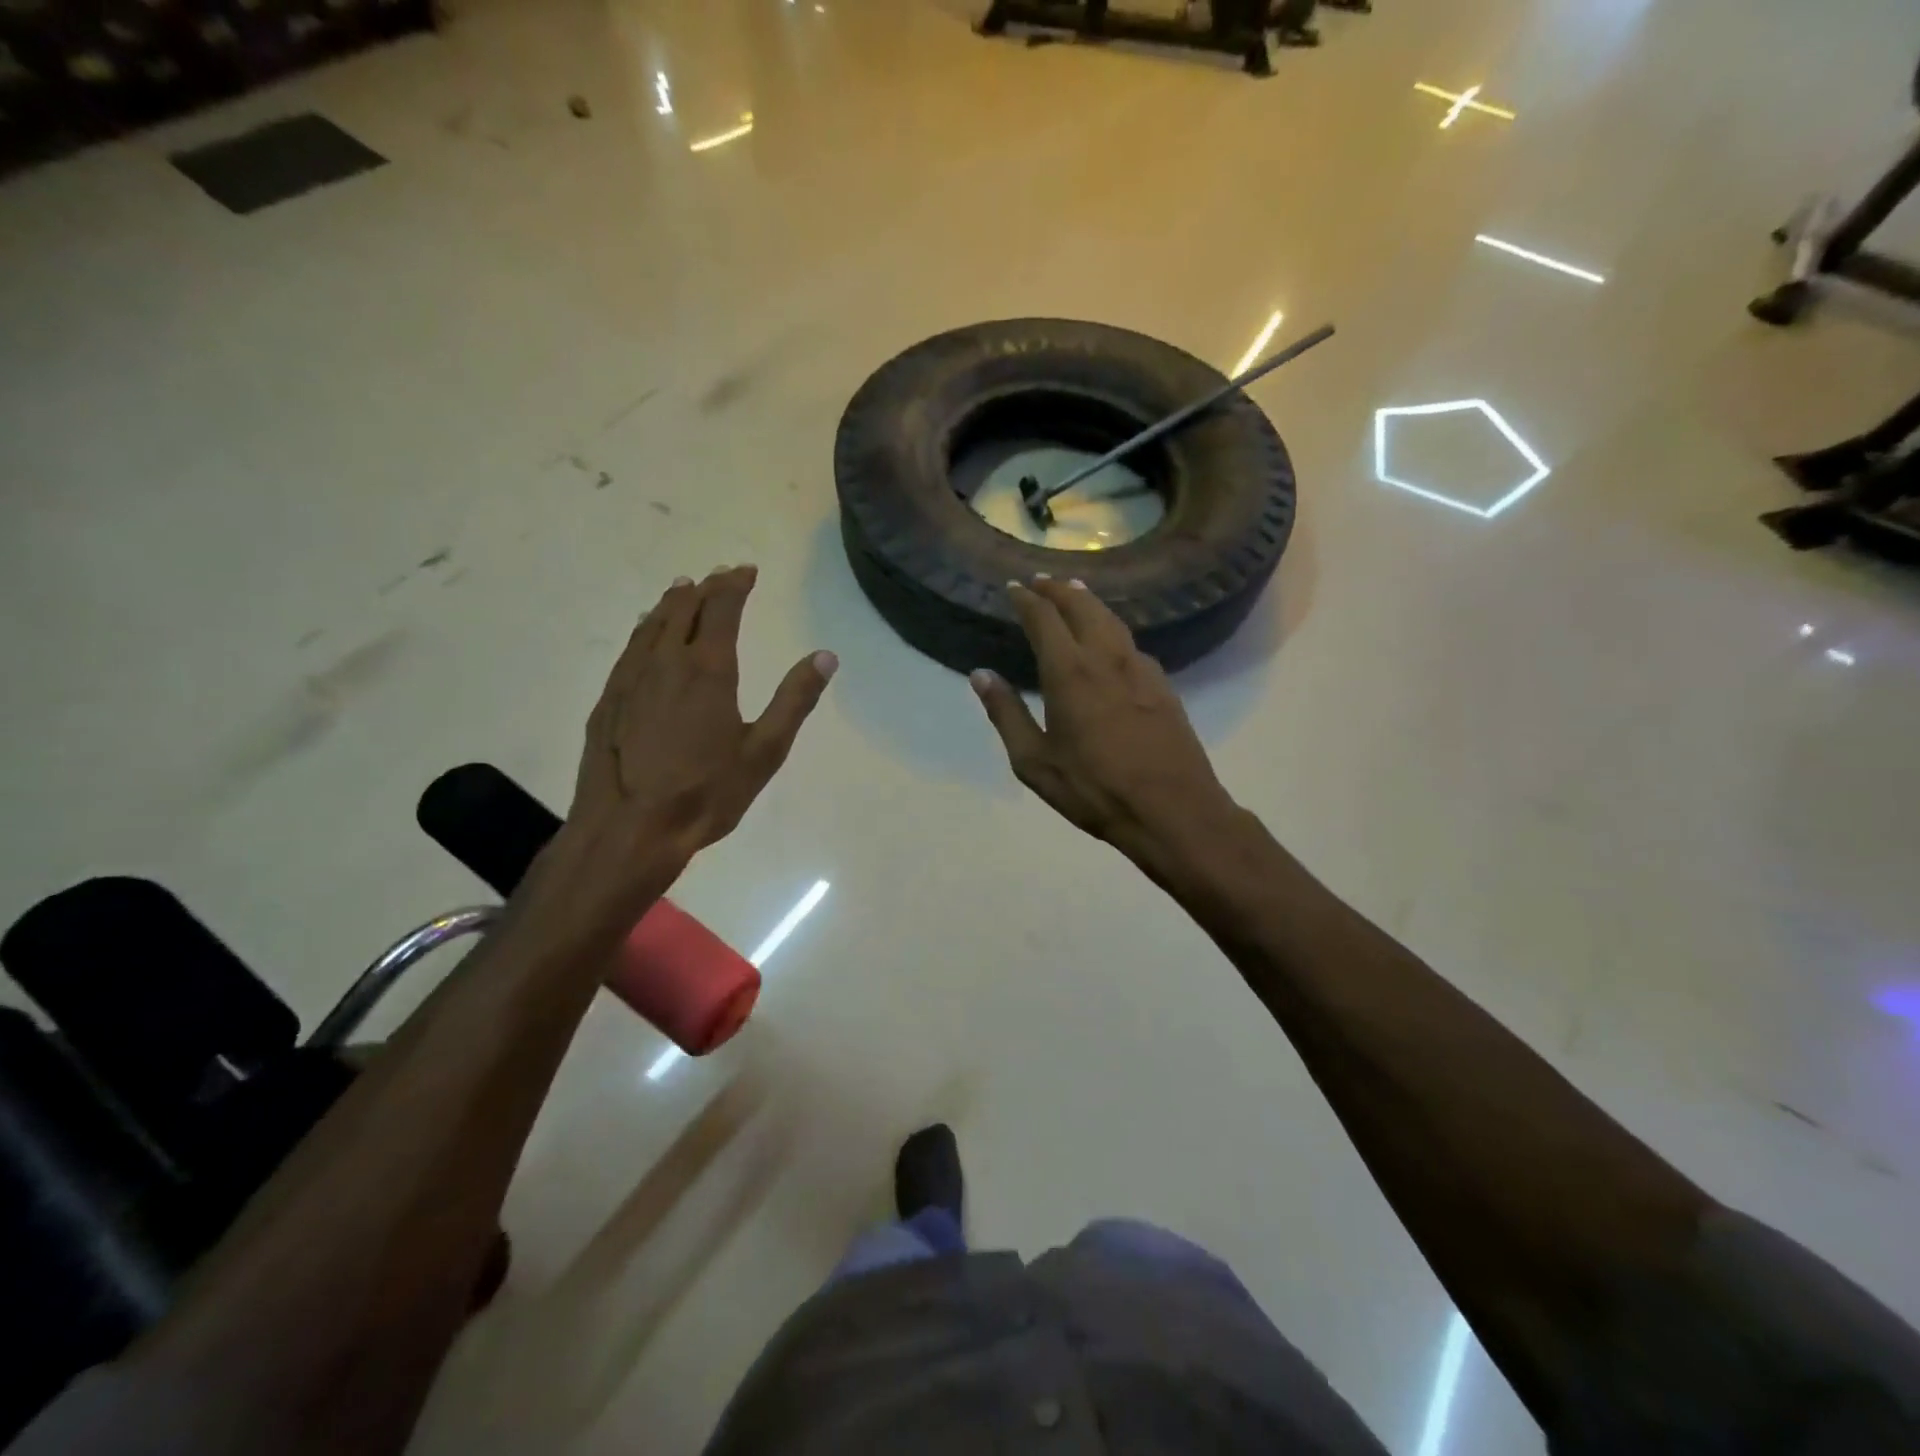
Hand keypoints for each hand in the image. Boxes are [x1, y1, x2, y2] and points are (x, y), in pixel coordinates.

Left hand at [561, 565, 835, 896]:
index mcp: (708, 670)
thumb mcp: (764, 751)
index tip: (746, 570)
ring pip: (650, 624)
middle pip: (683, 608)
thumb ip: (795, 700)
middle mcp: (665, 662)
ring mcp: (630, 679)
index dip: (735, 585)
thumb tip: (826, 656)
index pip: (722, 609)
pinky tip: (644, 633)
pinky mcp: (608, 700)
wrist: (628, 829)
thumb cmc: (706, 793)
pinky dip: (644, 629)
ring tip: (682, 589)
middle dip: (706, 587)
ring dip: (671, 603)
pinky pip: (629, 648)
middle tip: (720, 576)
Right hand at [971, 576, 1238, 863]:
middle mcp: (1106, 658)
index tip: (1013, 587)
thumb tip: (980, 674)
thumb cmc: (1094, 789)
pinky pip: (1132, 643)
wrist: (1172, 809)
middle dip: (1059, 590)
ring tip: (1076, 593)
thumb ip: (1006, 714)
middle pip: (1082, 607)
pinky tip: (1112, 640)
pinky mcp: (1163, 685)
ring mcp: (1140, 669)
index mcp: (1069, 673)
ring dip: (1089, 602)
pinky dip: (1113, 628)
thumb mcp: (1035, 761)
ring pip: (1112, 620)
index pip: (1044, 619)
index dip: (1026, 600)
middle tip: (1042, 580)